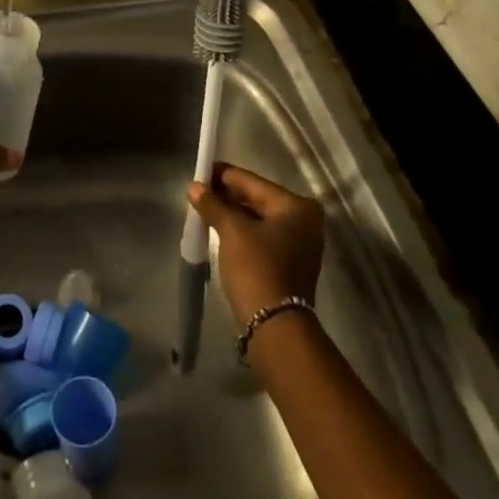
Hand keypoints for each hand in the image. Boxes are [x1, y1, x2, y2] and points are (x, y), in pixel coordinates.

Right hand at [187, 163, 324, 328]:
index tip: (199, 171)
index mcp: (296, 206)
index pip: (251, 181)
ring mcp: (299, 243)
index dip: (222, 175)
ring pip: (258, 218)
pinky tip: (219, 228)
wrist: (275, 327)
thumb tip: (194, 187)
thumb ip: (213, 204)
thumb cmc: (256, 268)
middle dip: (227, 195)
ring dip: (232, 213)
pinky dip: (242, 231)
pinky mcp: (290, 262)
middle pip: (257, 198)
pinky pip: (262, 236)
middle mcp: (304, 221)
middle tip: (198, 192)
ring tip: (204, 208)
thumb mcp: (231, 231)